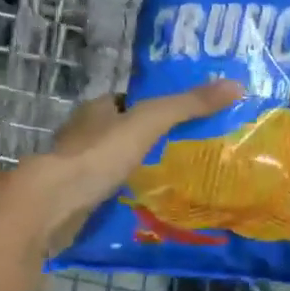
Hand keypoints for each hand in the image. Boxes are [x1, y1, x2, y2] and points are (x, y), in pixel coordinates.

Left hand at [18, 79, 242, 249]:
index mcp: (96, 109)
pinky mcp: (77, 197)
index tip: (187, 117)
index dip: (156, 106)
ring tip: (178, 179)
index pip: (130, 101)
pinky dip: (128, 194)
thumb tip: (237, 85)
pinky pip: (110, 190)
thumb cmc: (98, 155)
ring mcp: (77, 168)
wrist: (52, 205)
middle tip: (189, 150)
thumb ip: (188, 105)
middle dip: (151, 141)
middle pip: (124, 132)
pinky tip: (151, 203)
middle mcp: (84, 134)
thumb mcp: (149, 123)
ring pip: (116, 163)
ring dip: (140, 169)